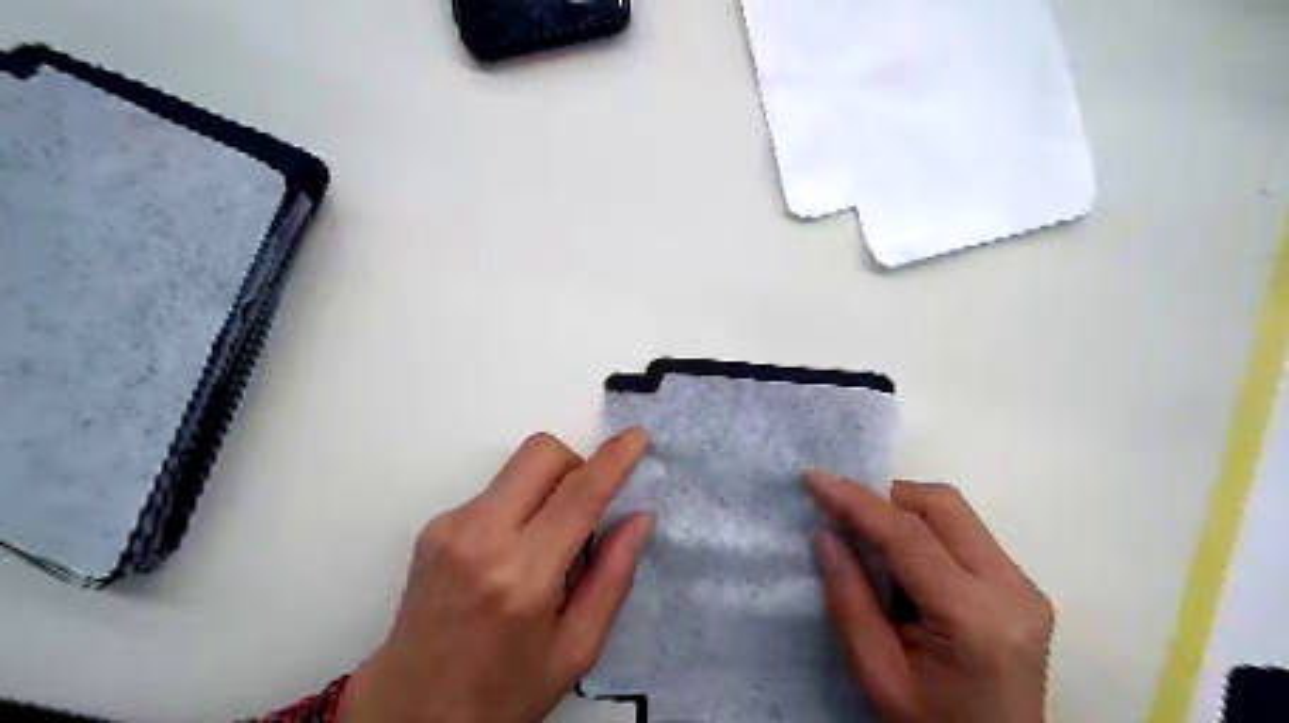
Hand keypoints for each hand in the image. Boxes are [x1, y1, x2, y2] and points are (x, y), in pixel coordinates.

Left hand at [339, 428, 656, 721]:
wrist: (408, 713)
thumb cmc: (503, 691)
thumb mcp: (576, 650)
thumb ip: (613, 577)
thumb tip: (640, 517)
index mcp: (523, 575)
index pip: (579, 495)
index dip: (614, 459)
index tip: (636, 437)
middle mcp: (481, 537)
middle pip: (541, 453)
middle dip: (577, 464)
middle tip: (587, 507)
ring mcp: (450, 526)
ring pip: (518, 467)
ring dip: (548, 485)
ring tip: (547, 540)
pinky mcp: (435, 526)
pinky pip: (496, 490)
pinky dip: (520, 505)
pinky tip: (513, 552)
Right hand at [808, 470, 1052, 722]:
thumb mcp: (878, 675)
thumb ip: (850, 601)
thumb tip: (828, 535)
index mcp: (974, 618)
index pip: (908, 535)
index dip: (857, 501)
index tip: (815, 479)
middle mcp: (1011, 590)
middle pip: (942, 505)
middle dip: (886, 498)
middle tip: (845, 518)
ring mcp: (1024, 586)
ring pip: (955, 512)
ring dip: (905, 512)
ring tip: (872, 544)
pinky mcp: (1022, 587)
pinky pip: (964, 533)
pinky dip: (925, 531)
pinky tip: (904, 563)